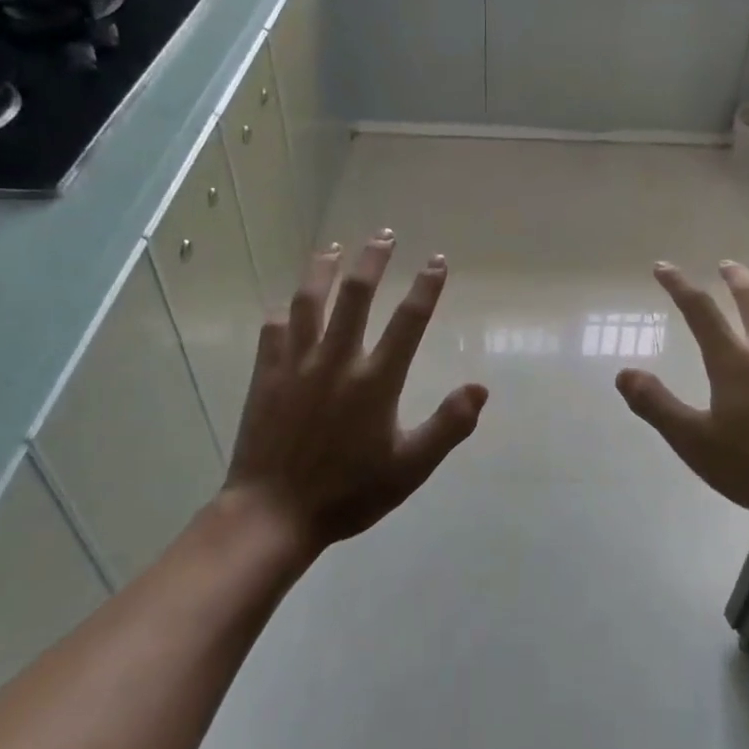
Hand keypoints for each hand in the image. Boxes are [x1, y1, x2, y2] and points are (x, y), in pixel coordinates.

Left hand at [227, 231, 487, 553]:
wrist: (273, 513)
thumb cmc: (349, 492)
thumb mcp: (410, 467)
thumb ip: (448, 426)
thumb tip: (481, 387)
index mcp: (376, 380)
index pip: (408, 321)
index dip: (426, 287)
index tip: (436, 261)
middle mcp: (337, 360)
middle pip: (356, 295)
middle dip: (373, 260)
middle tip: (383, 235)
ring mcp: (297, 364)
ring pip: (309, 301)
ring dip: (323, 270)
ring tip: (333, 249)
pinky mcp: (267, 375)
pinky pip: (274, 331)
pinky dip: (284, 313)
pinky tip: (287, 306)